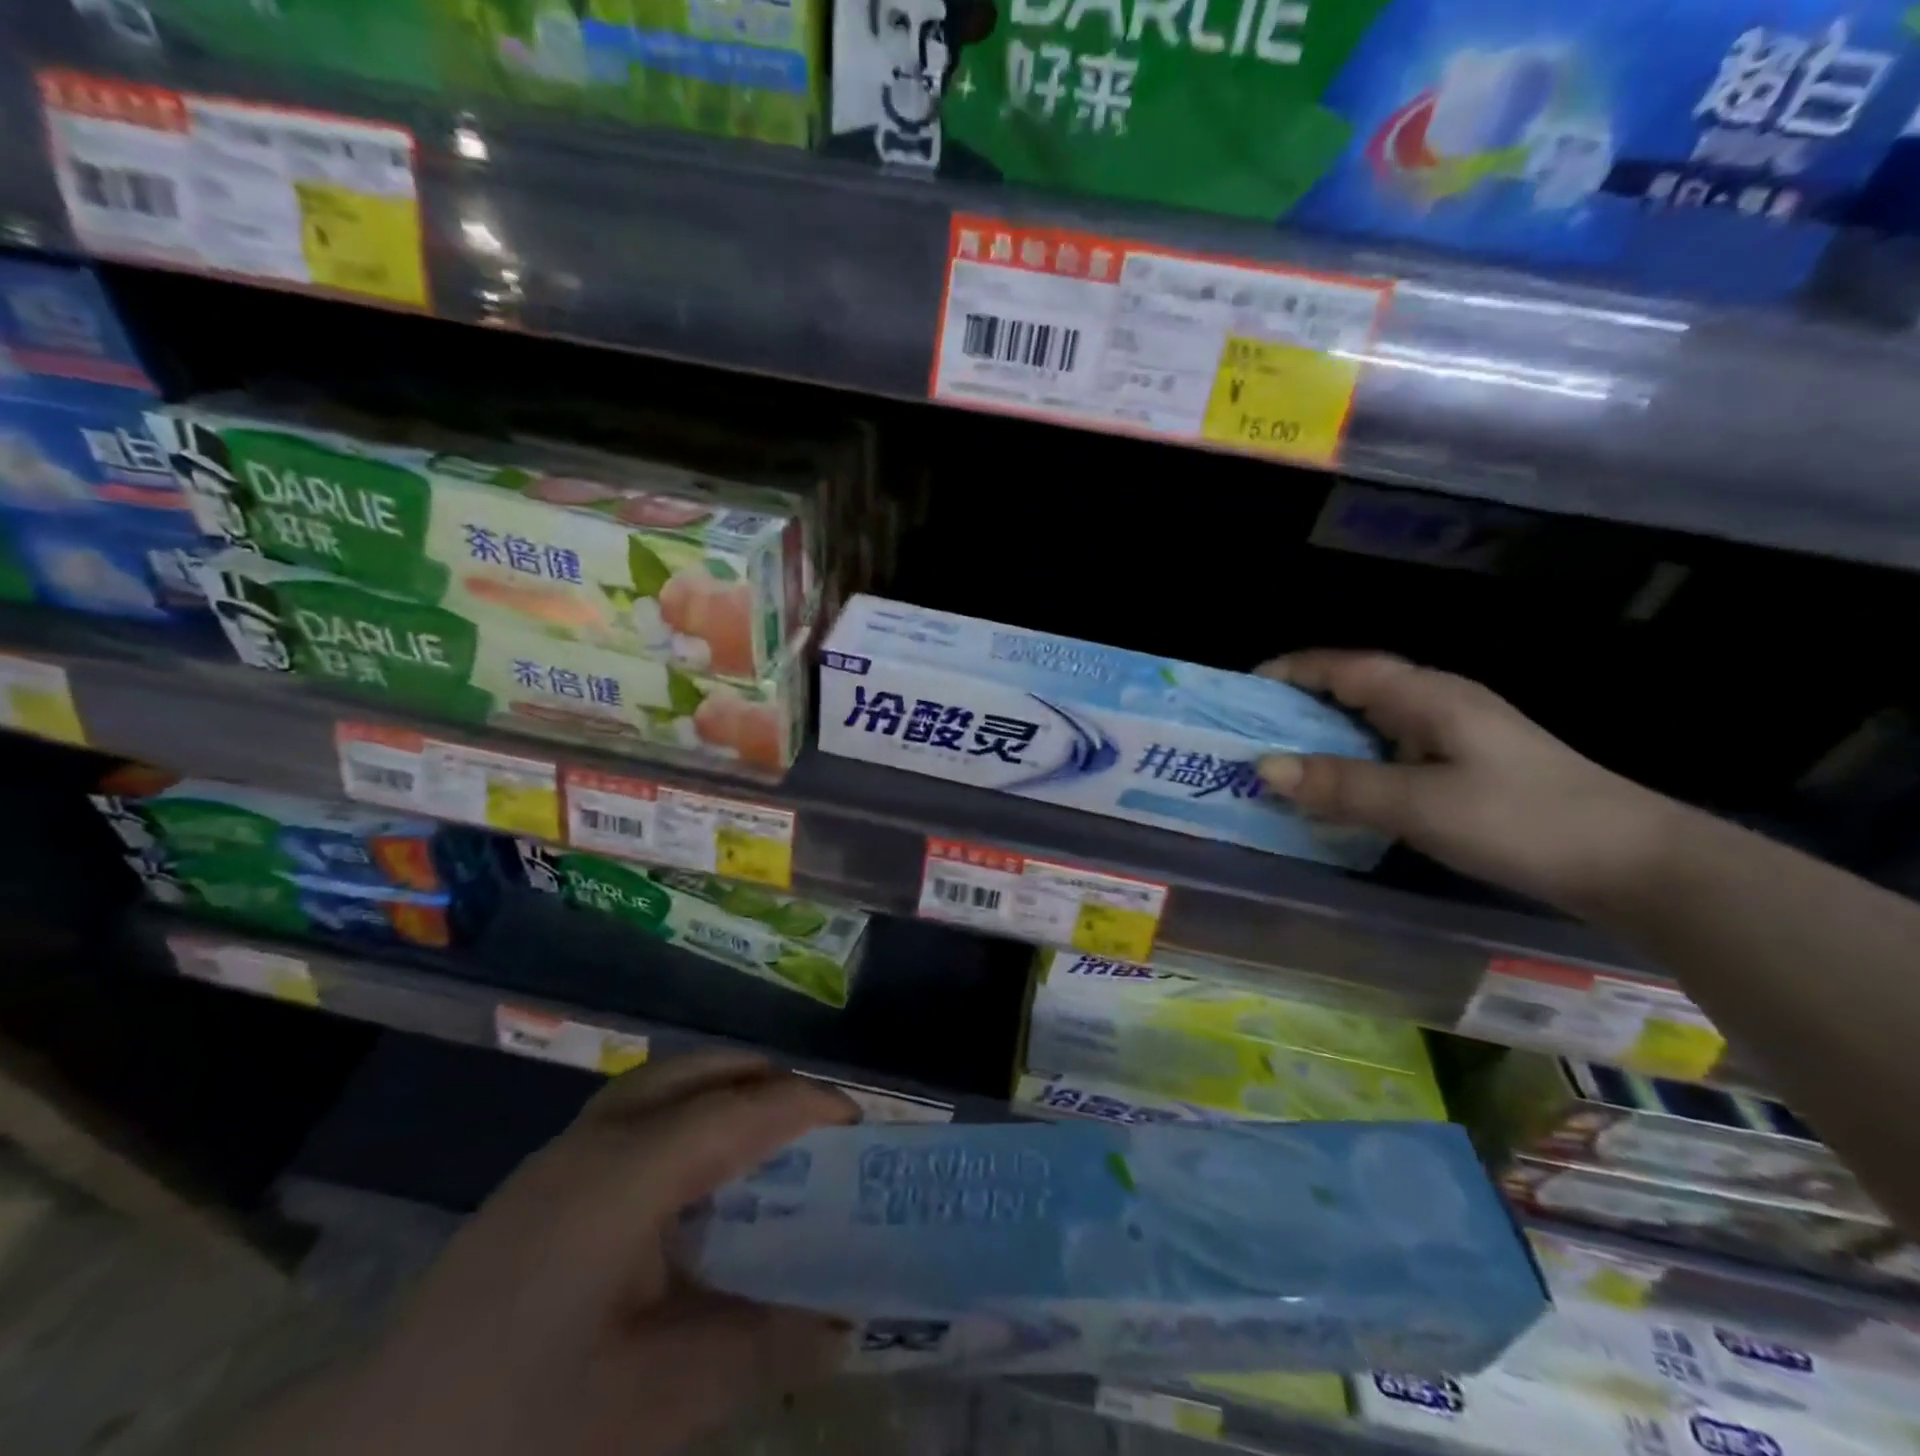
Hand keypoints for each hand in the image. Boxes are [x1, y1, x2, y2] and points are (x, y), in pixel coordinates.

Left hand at [229, 1052, 856, 1455]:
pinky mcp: (541, 1178)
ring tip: (766, 1138)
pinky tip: (693, 1180)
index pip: (740, 1109)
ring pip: (665, 1081)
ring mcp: (562, 1152)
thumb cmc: (518, 1428)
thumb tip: (845, 1324)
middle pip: (701, 1071)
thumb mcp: (656, 1401)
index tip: (859, 1124)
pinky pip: (637, 1111)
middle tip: (817, 1128)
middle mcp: (598, 1140)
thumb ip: (759, 1348)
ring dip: (724, 1090)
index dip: (806, 1106)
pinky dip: (686, 1114)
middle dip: (768, 1083)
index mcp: (629, 1176)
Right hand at [1255, 650, 1678, 914]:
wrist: (1637, 865)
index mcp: (1427, 696)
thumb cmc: (1522, 821)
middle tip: (1247, 734)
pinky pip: (1390, 754)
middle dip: (1297, 707)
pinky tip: (1337, 793)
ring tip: (1277, 764)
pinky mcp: (1466, 769)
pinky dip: (1353, 765)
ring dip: (1323, 739)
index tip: (1241, 690)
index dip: (1291, 671)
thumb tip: (1263, 767)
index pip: (1344, 667)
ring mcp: (1455, 737)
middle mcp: (1437, 705)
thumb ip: (1340, 785)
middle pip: (1353, 691)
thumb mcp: (1420, 804)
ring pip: (1371, 725)